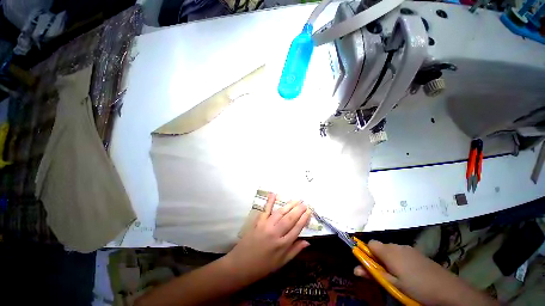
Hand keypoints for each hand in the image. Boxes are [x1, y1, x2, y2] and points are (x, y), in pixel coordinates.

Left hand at [222, 193, 310, 284]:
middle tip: (305, 203)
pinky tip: (274, 194)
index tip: (309, 211)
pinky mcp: (258, 222)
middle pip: (290, 219)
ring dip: (289, 205)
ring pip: (280, 213)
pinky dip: (270, 201)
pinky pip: (266, 210)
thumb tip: (308, 242)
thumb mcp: (281, 263)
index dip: (304, 219)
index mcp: (283, 245)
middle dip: (299, 210)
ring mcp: (266, 226)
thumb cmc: (263, 266)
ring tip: (296, 200)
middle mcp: (276, 233)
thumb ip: (295, 251)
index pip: (296, 229)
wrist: (241, 265)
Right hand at [353, 241, 496, 305]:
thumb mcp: (393, 285)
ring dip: (389, 260)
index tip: (370, 266)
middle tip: (384, 275)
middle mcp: (397, 246)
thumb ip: (373, 274)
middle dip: (378, 258)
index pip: (370, 243)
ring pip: (391, 250)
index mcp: (389, 251)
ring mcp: (409, 249)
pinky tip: (409, 274)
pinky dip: (400, 260)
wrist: (448, 290)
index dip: (367, 253)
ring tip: (398, 276)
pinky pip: (402, 253)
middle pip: (380, 247)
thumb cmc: (416, 288)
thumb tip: (355, 269)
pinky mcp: (418, 253)